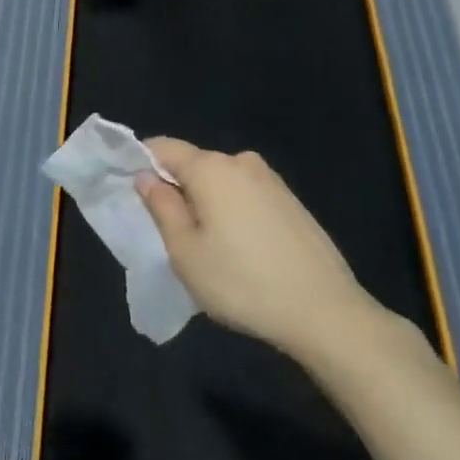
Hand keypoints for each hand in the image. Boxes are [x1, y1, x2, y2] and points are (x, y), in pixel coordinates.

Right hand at [137, 138, 381, 356]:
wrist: (326, 313)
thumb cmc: (243, 282)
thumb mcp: (186, 253)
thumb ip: (162, 207)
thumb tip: (146, 177)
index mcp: (210, 168)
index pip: (163, 147)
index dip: (142, 163)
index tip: (133, 192)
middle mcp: (240, 162)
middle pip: (194, 164)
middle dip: (177, 188)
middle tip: (171, 232)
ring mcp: (271, 180)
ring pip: (221, 181)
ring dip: (207, 202)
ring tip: (209, 247)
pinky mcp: (291, 201)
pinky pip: (246, 195)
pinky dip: (234, 212)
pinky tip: (242, 251)